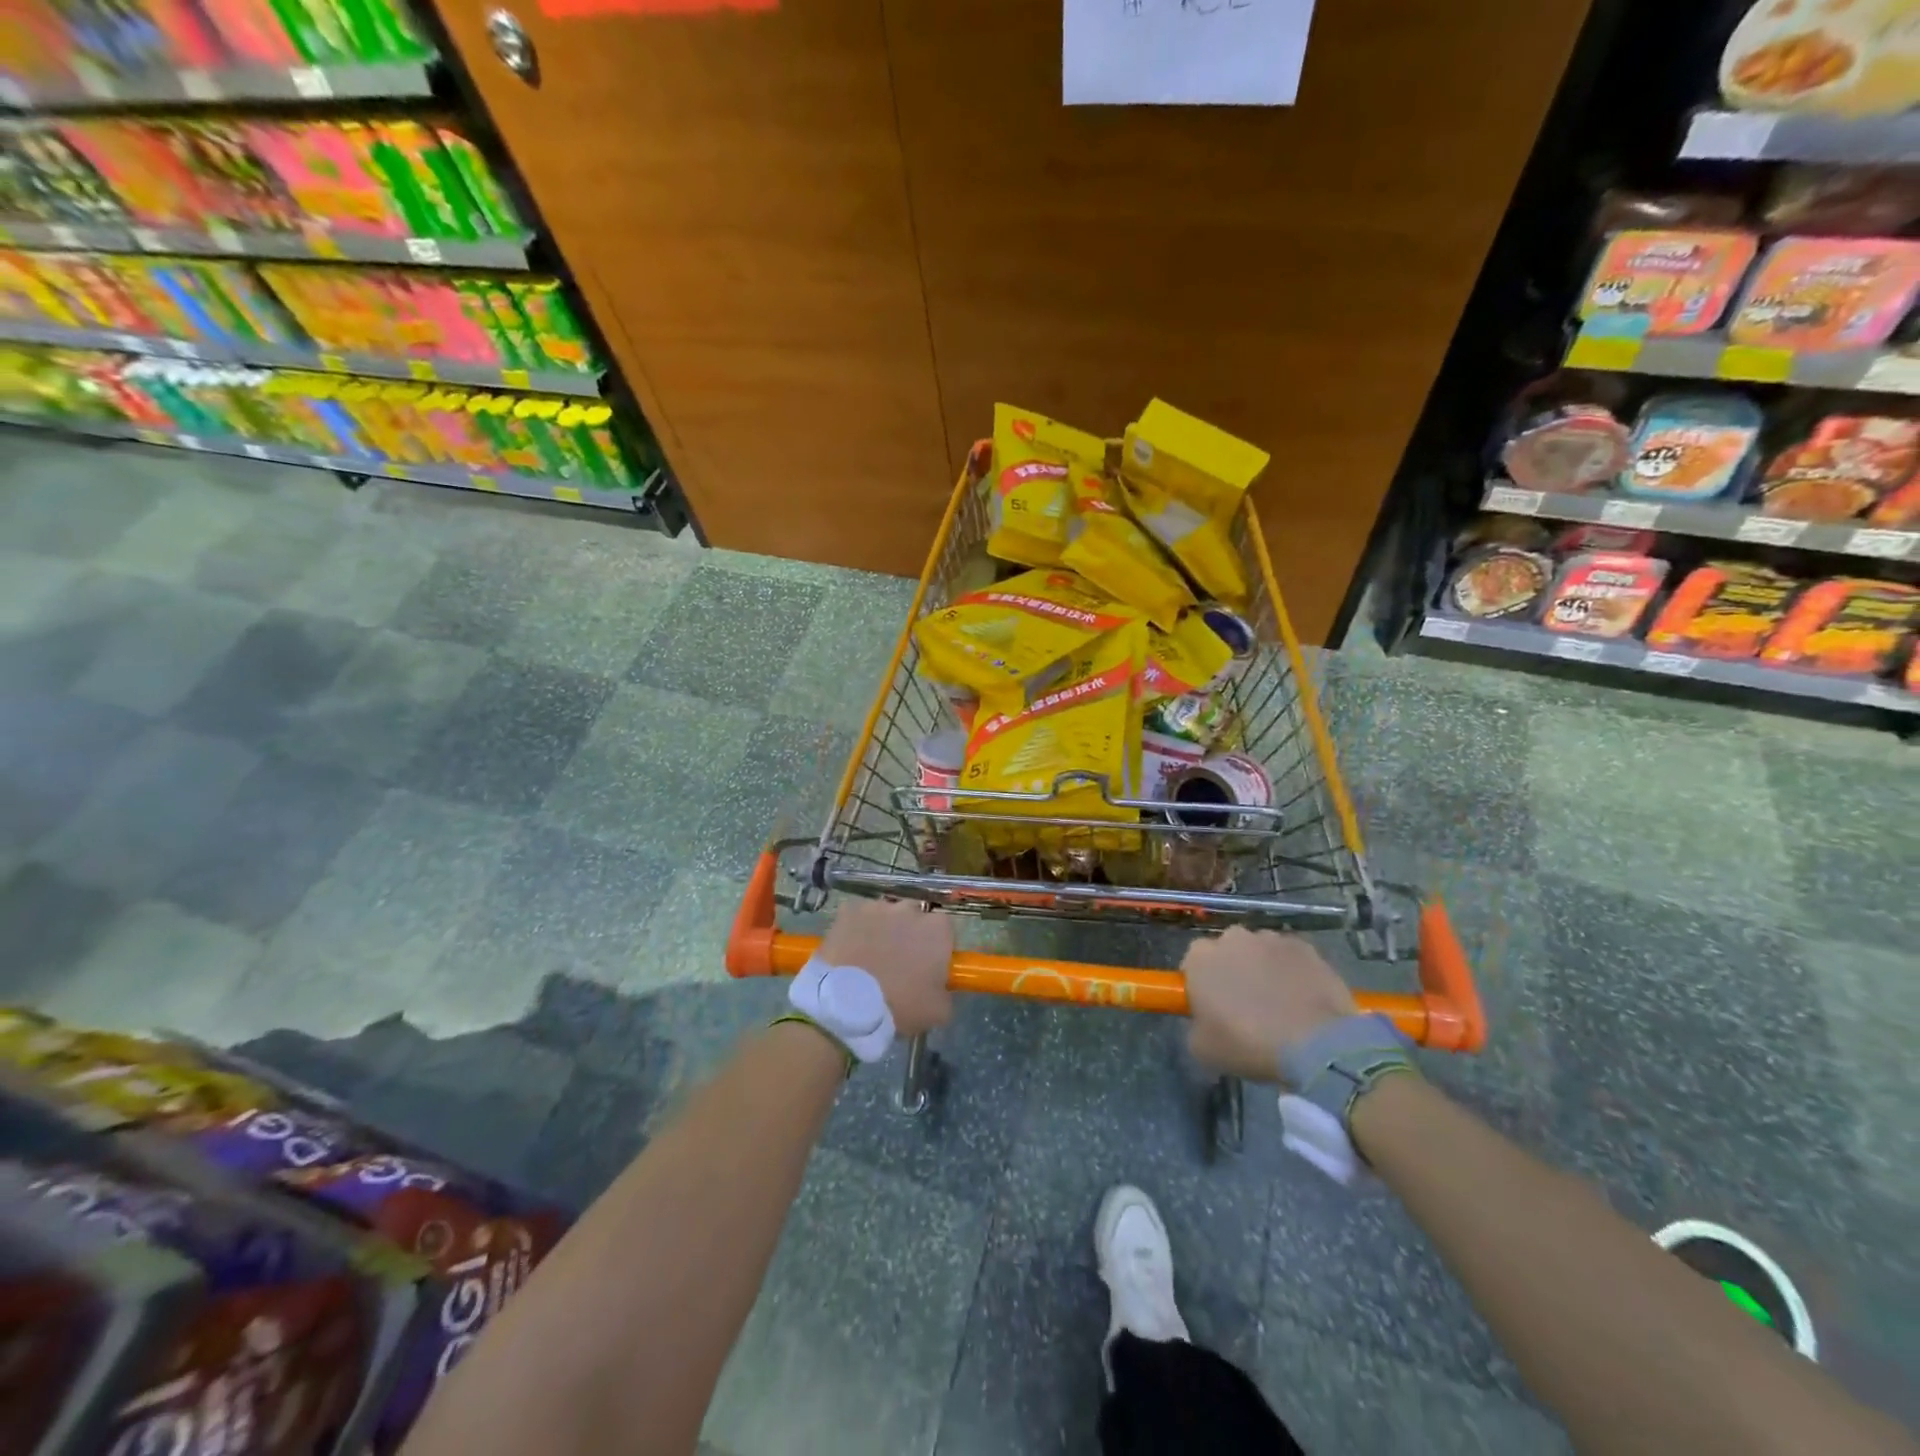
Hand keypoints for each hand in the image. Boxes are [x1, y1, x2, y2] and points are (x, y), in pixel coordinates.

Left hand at [819, 900, 953, 1037]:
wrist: (848, 1005)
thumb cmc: (901, 1006)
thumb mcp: (939, 1011)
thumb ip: (946, 991)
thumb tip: (940, 986)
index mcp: (937, 929)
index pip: (945, 931)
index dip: (937, 948)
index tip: (928, 967)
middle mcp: (910, 909)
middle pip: (915, 918)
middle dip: (910, 935)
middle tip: (899, 963)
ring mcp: (877, 907)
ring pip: (885, 916)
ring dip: (883, 931)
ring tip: (871, 959)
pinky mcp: (849, 910)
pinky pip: (857, 917)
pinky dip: (856, 930)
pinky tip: (850, 951)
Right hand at [1183, 928, 1355, 1083]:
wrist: (1315, 1045)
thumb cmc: (1248, 1044)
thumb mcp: (1202, 1048)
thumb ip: (1196, 1025)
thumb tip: (1206, 1019)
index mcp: (1200, 957)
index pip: (1192, 963)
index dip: (1201, 985)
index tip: (1210, 1008)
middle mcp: (1232, 937)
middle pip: (1227, 951)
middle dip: (1232, 971)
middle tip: (1244, 1006)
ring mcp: (1271, 939)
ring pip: (1260, 952)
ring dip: (1263, 969)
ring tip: (1279, 1005)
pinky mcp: (1305, 947)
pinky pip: (1290, 958)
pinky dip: (1292, 973)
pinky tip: (1302, 1001)